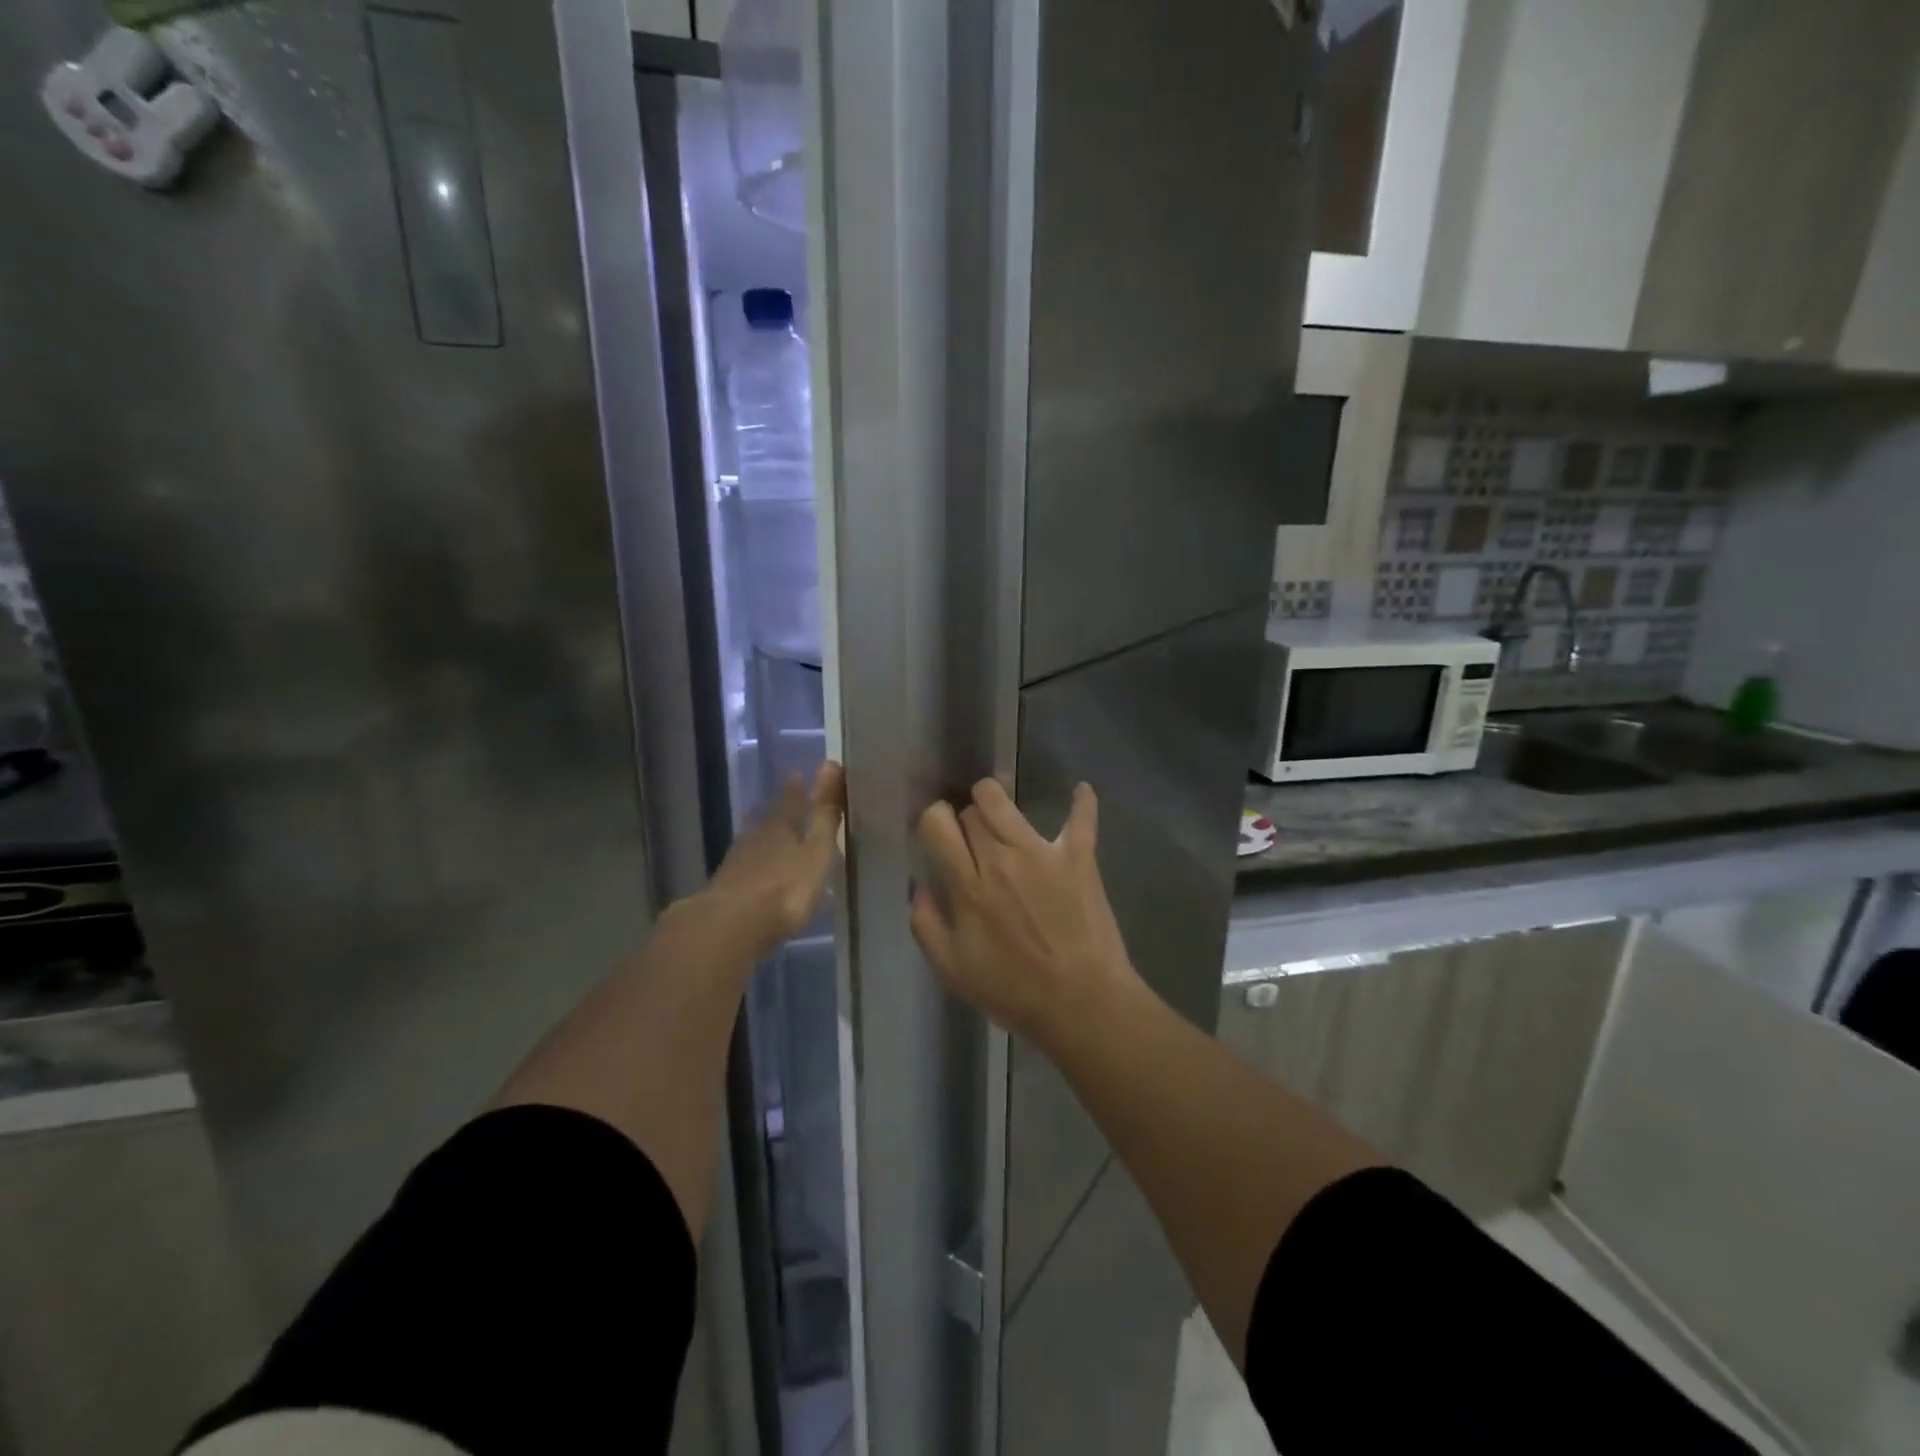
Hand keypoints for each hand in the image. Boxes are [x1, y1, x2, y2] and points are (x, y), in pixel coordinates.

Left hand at [700, 761, 845, 955]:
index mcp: (781, 827)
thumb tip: (830, 763)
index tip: (797, 775)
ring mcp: (736, 863)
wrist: (730, 926)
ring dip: (762, 836)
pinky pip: (743, 866)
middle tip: (783, 799)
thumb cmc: (785, 888)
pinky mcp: (725, 889)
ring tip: (769, 832)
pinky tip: (753, 870)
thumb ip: (824, 813)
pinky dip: (752, 863)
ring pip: (752, 841)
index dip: (796, 789)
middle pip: (768, 819)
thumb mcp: (816, 851)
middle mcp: (756, 839)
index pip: (791, 801)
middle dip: (778, 811)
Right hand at [911, 779, 1136, 1048]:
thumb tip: (921, 886)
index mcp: (968, 886)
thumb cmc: (1013, 991)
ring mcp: (1042, 853)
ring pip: (1005, 800)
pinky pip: (1082, 818)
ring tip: (1001, 816)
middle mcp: (1001, 859)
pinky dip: (1082, 801)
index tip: (940, 834)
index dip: (934, 821)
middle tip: (973, 840)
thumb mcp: (952, 970)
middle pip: (972, 809)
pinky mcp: (1079, 857)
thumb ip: (926, 924)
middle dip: (966, 818)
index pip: (937, 823)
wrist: (1082, 1005)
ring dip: (996, 800)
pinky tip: (1080, 791)